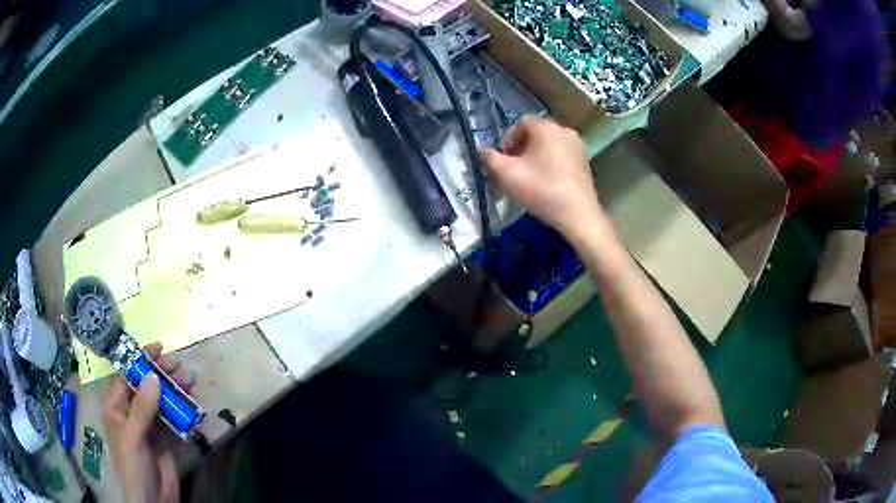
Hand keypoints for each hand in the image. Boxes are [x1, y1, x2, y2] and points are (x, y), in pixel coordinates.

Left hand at [102, 343, 195, 502]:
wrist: (152, 500)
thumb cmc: (133, 466)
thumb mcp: (133, 436)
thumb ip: (142, 407)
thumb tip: (153, 376)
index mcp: (116, 407)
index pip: (125, 375)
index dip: (140, 360)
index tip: (159, 349)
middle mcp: (131, 412)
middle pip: (146, 386)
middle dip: (161, 374)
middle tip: (178, 366)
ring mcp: (149, 426)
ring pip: (161, 401)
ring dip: (175, 391)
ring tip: (190, 382)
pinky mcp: (165, 440)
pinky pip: (174, 421)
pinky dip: (184, 412)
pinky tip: (194, 406)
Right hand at [481, 116, 604, 238]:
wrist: (578, 215)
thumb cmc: (541, 190)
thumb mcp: (508, 174)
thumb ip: (491, 158)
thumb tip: (482, 150)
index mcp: (546, 127)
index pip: (521, 123)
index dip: (508, 140)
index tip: (504, 160)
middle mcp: (564, 130)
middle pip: (536, 133)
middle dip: (521, 148)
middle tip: (514, 169)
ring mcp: (578, 145)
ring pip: (549, 144)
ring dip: (536, 155)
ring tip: (529, 176)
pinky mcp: (585, 161)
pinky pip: (562, 154)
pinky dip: (551, 162)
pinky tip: (547, 181)